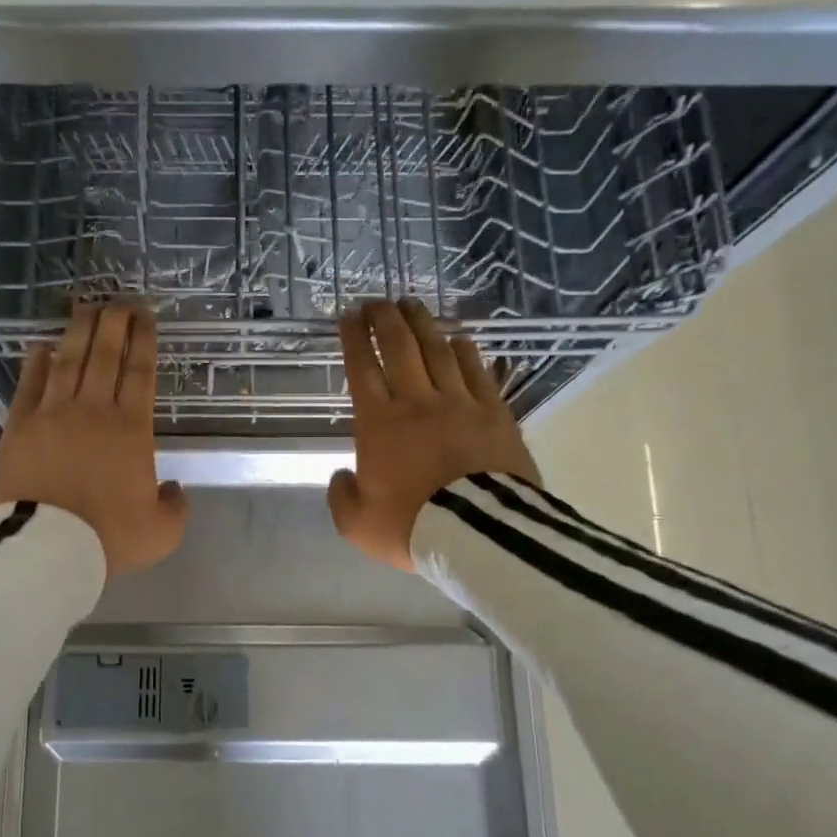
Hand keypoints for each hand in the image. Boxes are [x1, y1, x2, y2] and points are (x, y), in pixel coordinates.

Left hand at [0, 302, 186, 577]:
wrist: (46, 549)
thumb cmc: (108, 538)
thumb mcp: (162, 532)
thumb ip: (175, 506)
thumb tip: (174, 488)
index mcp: (131, 430)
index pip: (140, 373)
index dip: (144, 340)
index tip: (145, 317)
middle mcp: (93, 411)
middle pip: (105, 355)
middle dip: (114, 323)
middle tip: (119, 300)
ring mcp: (52, 415)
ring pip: (68, 361)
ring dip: (78, 332)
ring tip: (85, 308)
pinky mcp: (18, 427)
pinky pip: (29, 386)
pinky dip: (36, 364)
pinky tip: (41, 347)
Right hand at [328, 299, 541, 570]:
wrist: (479, 534)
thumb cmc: (411, 526)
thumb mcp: (357, 523)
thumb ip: (341, 496)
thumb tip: (342, 476)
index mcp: (380, 424)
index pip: (362, 369)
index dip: (354, 338)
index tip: (348, 316)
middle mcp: (417, 402)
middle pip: (400, 347)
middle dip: (385, 319)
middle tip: (377, 301)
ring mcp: (460, 403)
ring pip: (438, 350)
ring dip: (422, 324)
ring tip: (412, 305)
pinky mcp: (495, 412)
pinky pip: (477, 370)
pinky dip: (465, 350)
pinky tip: (458, 337)